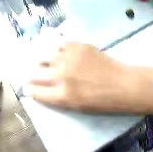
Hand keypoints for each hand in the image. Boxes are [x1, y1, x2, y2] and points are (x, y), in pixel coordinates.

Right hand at [25, 43, 152, 114]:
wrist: (125, 84)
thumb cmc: (103, 101)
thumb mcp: (78, 107)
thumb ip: (58, 98)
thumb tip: (41, 89)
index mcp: (64, 96)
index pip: (36, 91)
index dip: (29, 89)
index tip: (27, 87)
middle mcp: (64, 75)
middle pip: (36, 72)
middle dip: (32, 74)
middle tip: (34, 73)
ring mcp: (71, 58)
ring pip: (45, 55)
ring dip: (42, 59)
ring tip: (44, 60)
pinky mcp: (80, 46)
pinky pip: (60, 44)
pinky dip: (57, 48)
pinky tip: (58, 51)